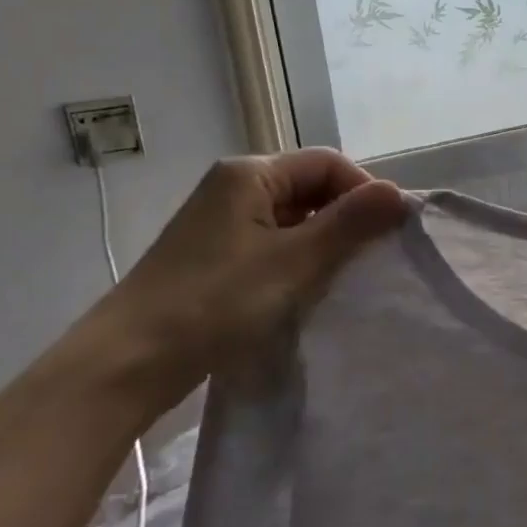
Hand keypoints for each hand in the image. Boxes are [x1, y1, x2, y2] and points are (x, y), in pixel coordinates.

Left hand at [99, 149, 404, 400]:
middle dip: (345, 219)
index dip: (363, 191)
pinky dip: (296, 261)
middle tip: (370, 260)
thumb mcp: (294, 261)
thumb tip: (398, 192)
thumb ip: (350, 224)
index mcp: (250, 173)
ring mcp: (220, 223)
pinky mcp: (213, 257)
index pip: (328, 163)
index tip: (387, 234)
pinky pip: (271, 244)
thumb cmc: (216, 303)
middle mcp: (233, 187)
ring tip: (341, 280)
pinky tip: (305, 292)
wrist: (128, 363)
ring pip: (292, 219)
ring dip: (322, 244)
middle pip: (310, 187)